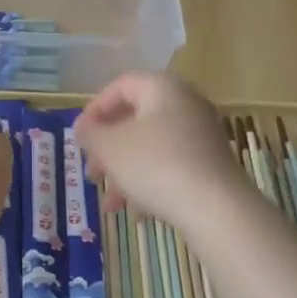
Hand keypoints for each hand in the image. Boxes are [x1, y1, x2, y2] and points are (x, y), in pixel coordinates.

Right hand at [75, 71, 246, 225]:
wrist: (216, 207)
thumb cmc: (155, 165)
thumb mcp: (110, 148)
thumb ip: (90, 133)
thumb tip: (83, 126)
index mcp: (163, 88)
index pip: (121, 85)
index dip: (95, 109)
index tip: (80, 136)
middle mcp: (186, 104)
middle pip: (136, 119)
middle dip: (109, 148)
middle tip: (92, 172)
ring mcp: (202, 135)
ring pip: (151, 147)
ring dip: (125, 172)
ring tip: (111, 204)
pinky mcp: (211, 163)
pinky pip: (171, 165)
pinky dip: (150, 182)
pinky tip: (137, 212)